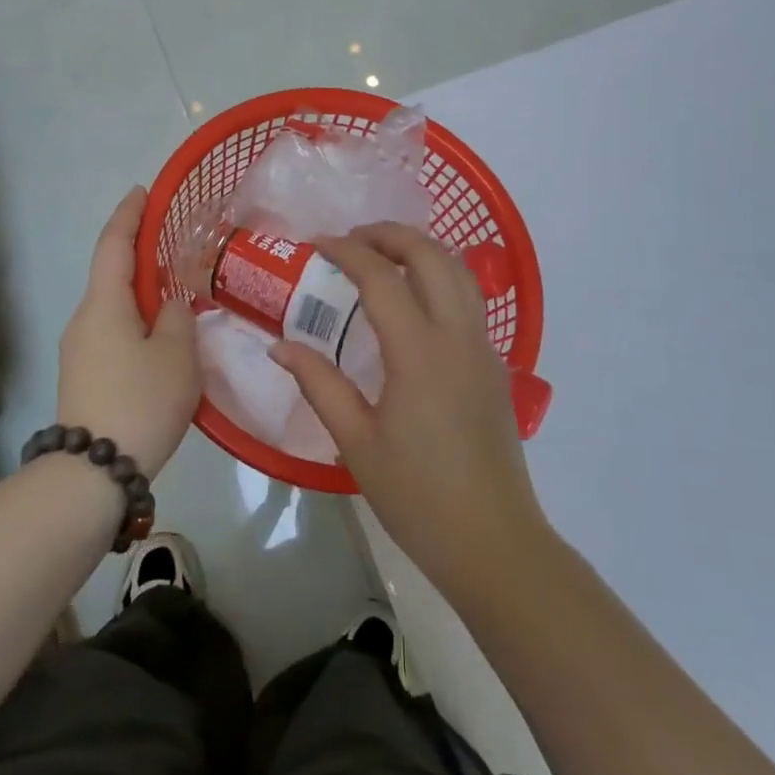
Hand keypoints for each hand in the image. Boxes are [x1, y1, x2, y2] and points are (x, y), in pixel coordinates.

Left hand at [56, 187, 200, 479]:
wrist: (93, 474)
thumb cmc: (140, 400)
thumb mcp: (176, 353)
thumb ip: (177, 315)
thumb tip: (168, 303)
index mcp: (104, 304)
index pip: (114, 245)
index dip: (129, 215)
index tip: (143, 192)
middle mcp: (84, 319)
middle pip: (112, 274)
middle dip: (140, 255)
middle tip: (176, 246)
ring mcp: (79, 350)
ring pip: (114, 307)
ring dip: (141, 293)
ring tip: (177, 295)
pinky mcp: (83, 376)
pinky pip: (113, 332)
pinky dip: (136, 320)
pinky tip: (162, 338)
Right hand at [270, 223, 549, 604]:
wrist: (492, 540)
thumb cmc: (417, 495)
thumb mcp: (356, 442)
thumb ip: (318, 384)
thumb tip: (279, 345)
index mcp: (419, 353)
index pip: (381, 278)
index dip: (347, 252)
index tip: (316, 244)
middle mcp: (457, 336)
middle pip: (431, 256)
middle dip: (390, 235)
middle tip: (352, 239)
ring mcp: (483, 347)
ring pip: (459, 271)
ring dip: (421, 249)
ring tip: (383, 255)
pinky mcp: (495, 364)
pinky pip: (470, 298)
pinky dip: (441, 276)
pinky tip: (415, 298)